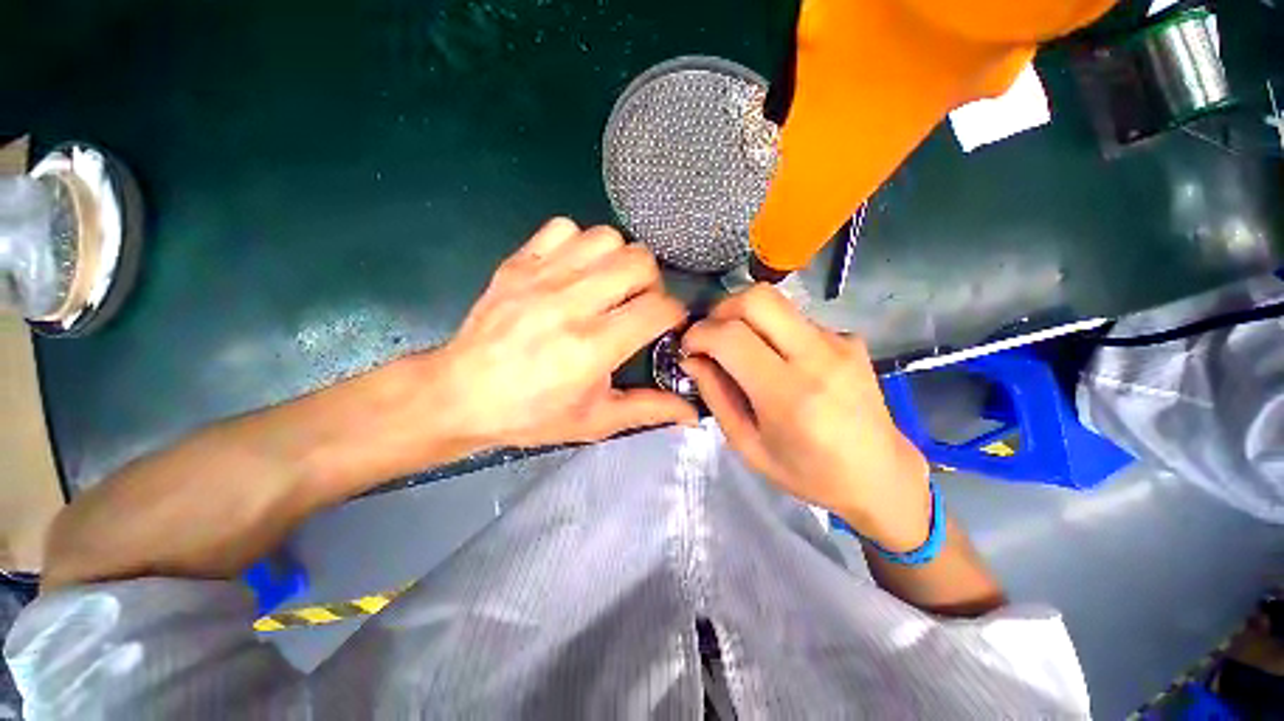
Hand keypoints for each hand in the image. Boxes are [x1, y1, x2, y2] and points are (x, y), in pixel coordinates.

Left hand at [431, 217, 697, 448]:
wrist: (460, 394)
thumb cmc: (532, 414)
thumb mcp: (595, 421)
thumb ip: (648, 410)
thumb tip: (693, 414)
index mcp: (593, 347)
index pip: (659, 308)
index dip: (674, 315)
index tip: (665, 327)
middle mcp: (572, 303)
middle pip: (639, 262)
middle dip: (651, 283)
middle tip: (638, 305)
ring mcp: (542, 276)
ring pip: (607, 237)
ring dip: (618, 260)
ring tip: (609, 285)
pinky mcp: (518, 262)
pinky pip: (563, 228)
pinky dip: (578, 244)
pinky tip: (573, 271)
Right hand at [681, 284, 930, 550]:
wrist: (880, 476)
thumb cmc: (808, 473)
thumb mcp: (748, 445)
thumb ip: (716, 397)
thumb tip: (692, 359)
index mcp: (789, 395)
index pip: (731, 337)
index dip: (699, 334)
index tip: (689, 347)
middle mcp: (817, 357)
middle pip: (758, 298)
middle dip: (722, 309)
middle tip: (712, 335)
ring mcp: (839, 342)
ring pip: (777, 303)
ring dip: (747, 318)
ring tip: (742, 349)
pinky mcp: (849, 338)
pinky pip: (796, 319)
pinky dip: (773, 330)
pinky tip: (778, 359)